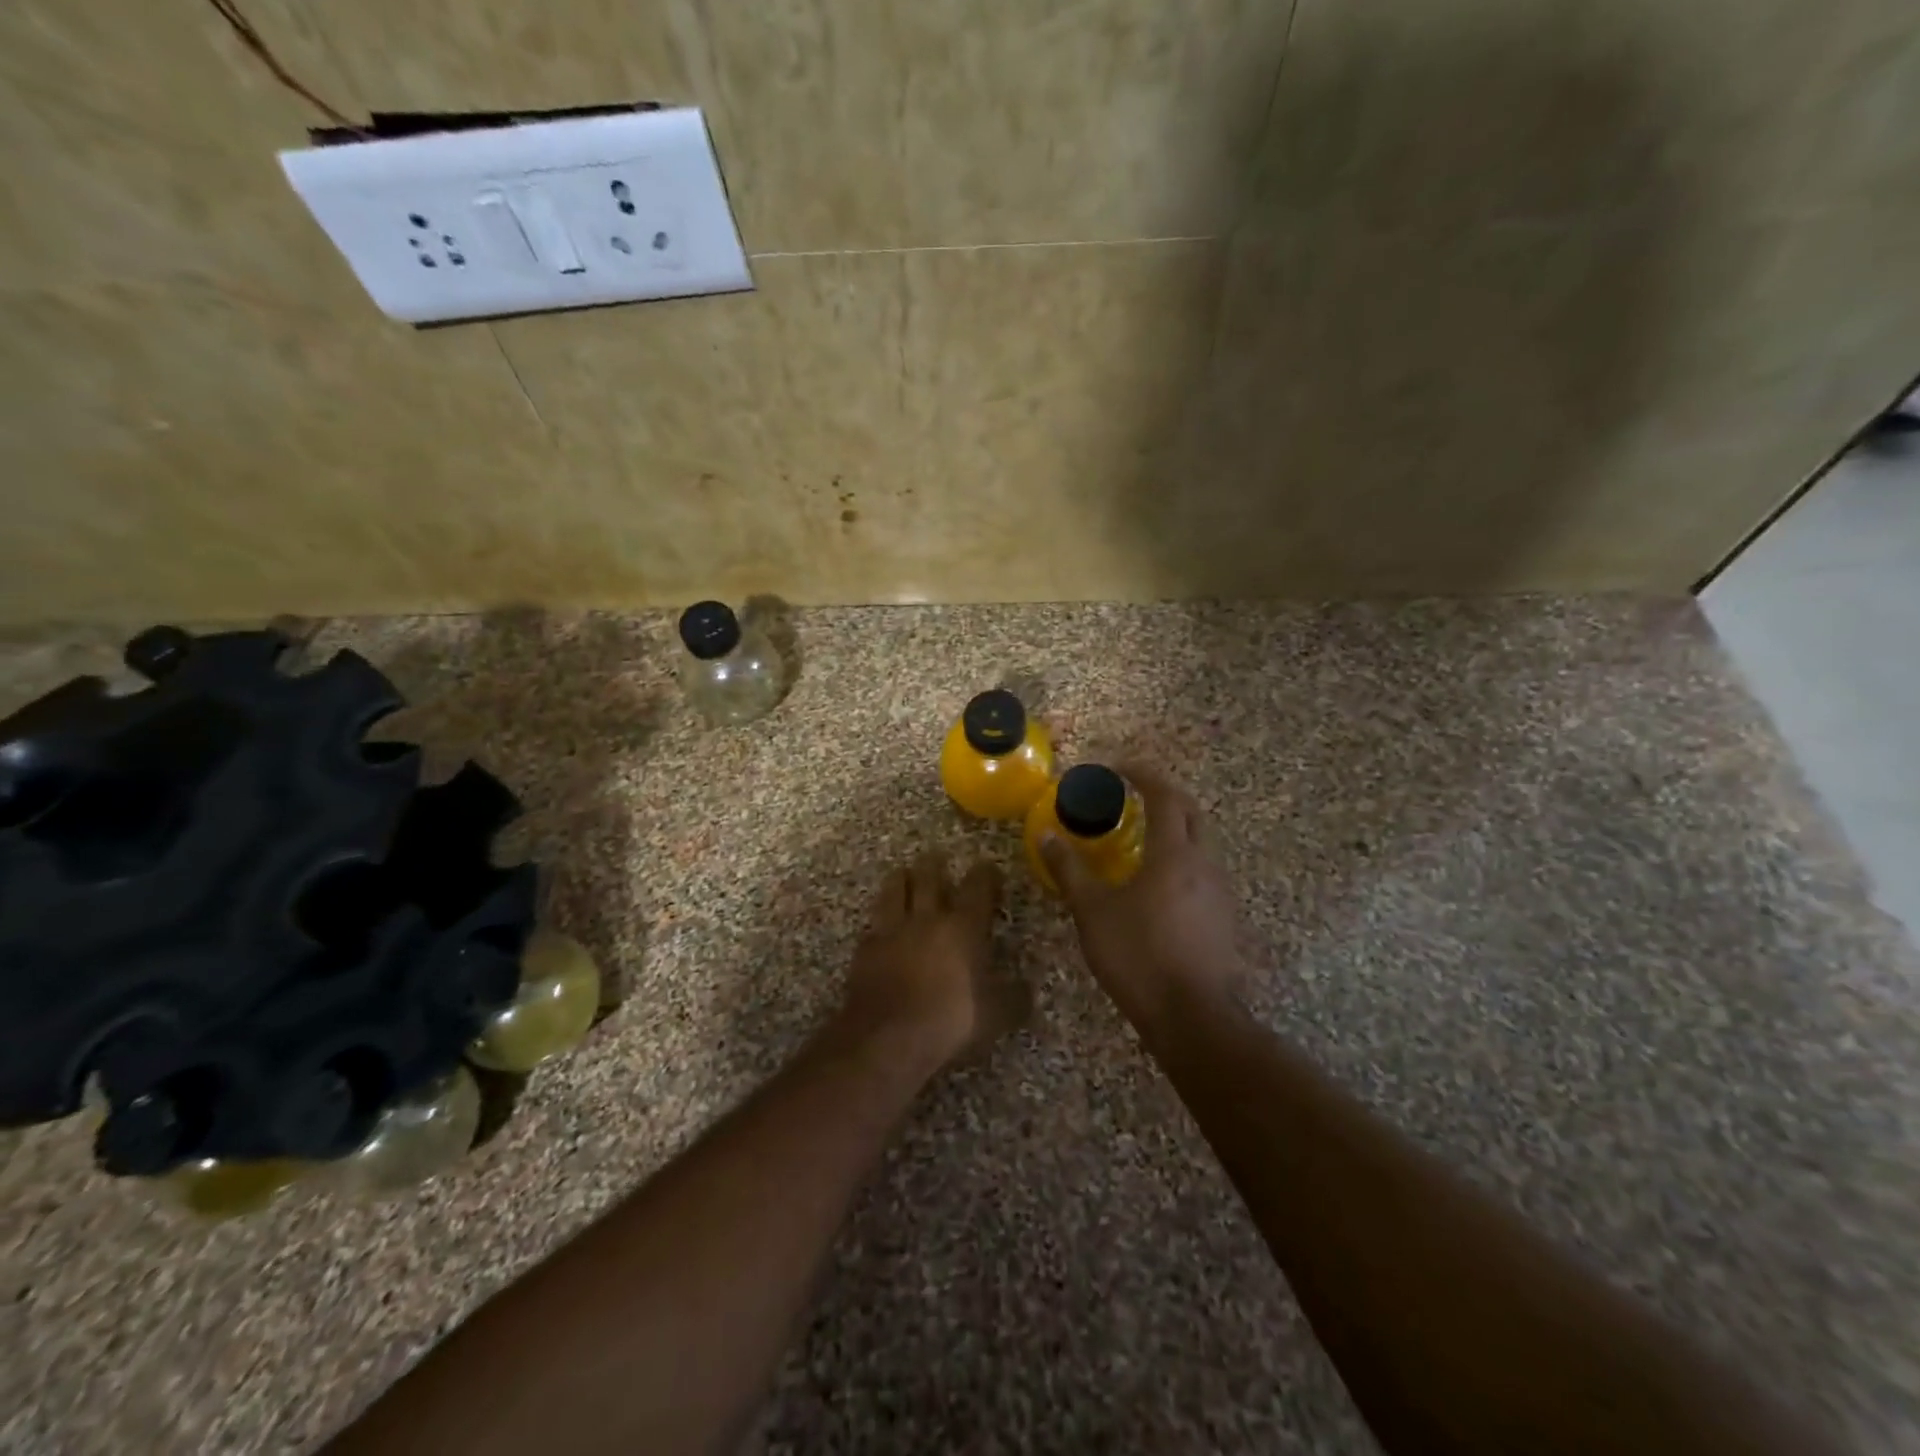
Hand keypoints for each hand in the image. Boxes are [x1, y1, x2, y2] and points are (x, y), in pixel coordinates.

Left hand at [835, 853, 1023, 1072]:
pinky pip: (873, 924)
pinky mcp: (865, 949)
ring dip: (900, 879)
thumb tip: (1026, 987)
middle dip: (935, 865)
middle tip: (936, 855)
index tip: (987, 867)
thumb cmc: (951, 1020)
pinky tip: (880, 923)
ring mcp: (892, 931)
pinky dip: (879, 919)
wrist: (888, 1037)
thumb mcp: (997, 1015)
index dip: (985, 874)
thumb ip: (1014, 997)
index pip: (977, 887)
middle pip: (929, 879)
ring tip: (903, 872)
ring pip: (895, 891)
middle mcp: (927, 919)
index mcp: (964, 927)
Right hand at [1040, 763, 1246, 1030]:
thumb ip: (1069, 870)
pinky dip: (1181, 856)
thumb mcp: (1093, 912)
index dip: (1143, 775)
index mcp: (1174, 854)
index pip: (1165, 796)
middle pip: (1191, 812)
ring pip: (1201, 841)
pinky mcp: (1224, 916)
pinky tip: (1158, 879)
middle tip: (1134, 794)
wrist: (1192, 1016)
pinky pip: (1203, 868)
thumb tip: (1046, 836)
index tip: (1118, 768)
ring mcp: (1219, 891)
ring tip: (1142, 834)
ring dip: (1175, 826)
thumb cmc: (1138, 956)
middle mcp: (1204, 863)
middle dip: (1165, 795)